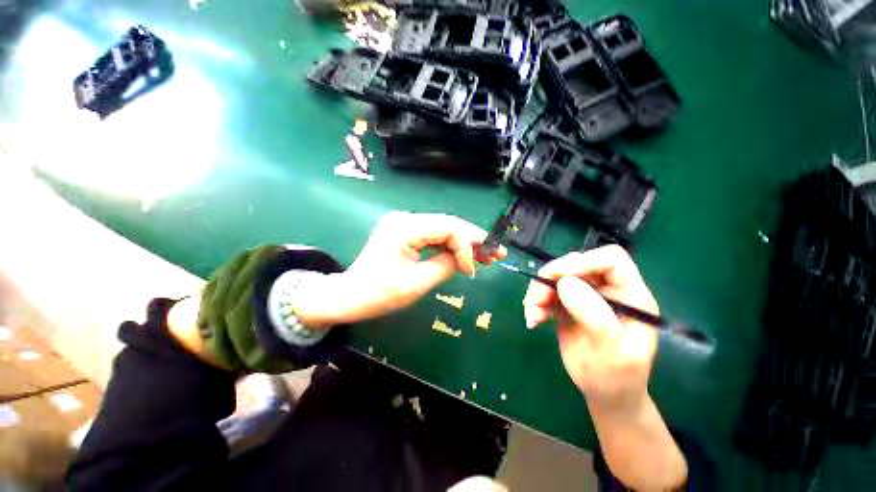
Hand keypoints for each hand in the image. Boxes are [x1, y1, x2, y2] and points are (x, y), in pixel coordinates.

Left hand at [292, 211, 505, 327]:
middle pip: (448, 224)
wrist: (351, 295)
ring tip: (486, 255)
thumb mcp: (417, 283)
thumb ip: (446, 265)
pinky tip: (465, 254)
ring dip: (464, 243)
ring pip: (444, 229)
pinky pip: (435, 235)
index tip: (473, 270)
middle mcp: (406, 218)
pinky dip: (450, 246)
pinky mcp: (407, 232)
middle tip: (496, 253)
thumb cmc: (379, 293)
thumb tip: (468, 258)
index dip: (466, 246)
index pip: (448, 227)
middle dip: (473, 240)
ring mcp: (405, 223)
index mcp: (404, 227)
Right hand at [522, 245, 658, 414]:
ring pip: (556, 276)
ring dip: (539, 291)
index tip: (559, 278)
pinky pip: (546, 292)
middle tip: (538, 299)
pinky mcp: (567, 304)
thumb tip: (565, 282)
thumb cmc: (617, 377)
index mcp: (630, 295)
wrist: (605, 393)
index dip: (584, 262)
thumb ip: (594, 315)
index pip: (611, 260)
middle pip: (576, 264)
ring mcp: (585, 296)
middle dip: (552, 278)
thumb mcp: (612, 352)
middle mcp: (607, 290)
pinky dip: (535, 302)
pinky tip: (534, 320)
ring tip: (534, 314)